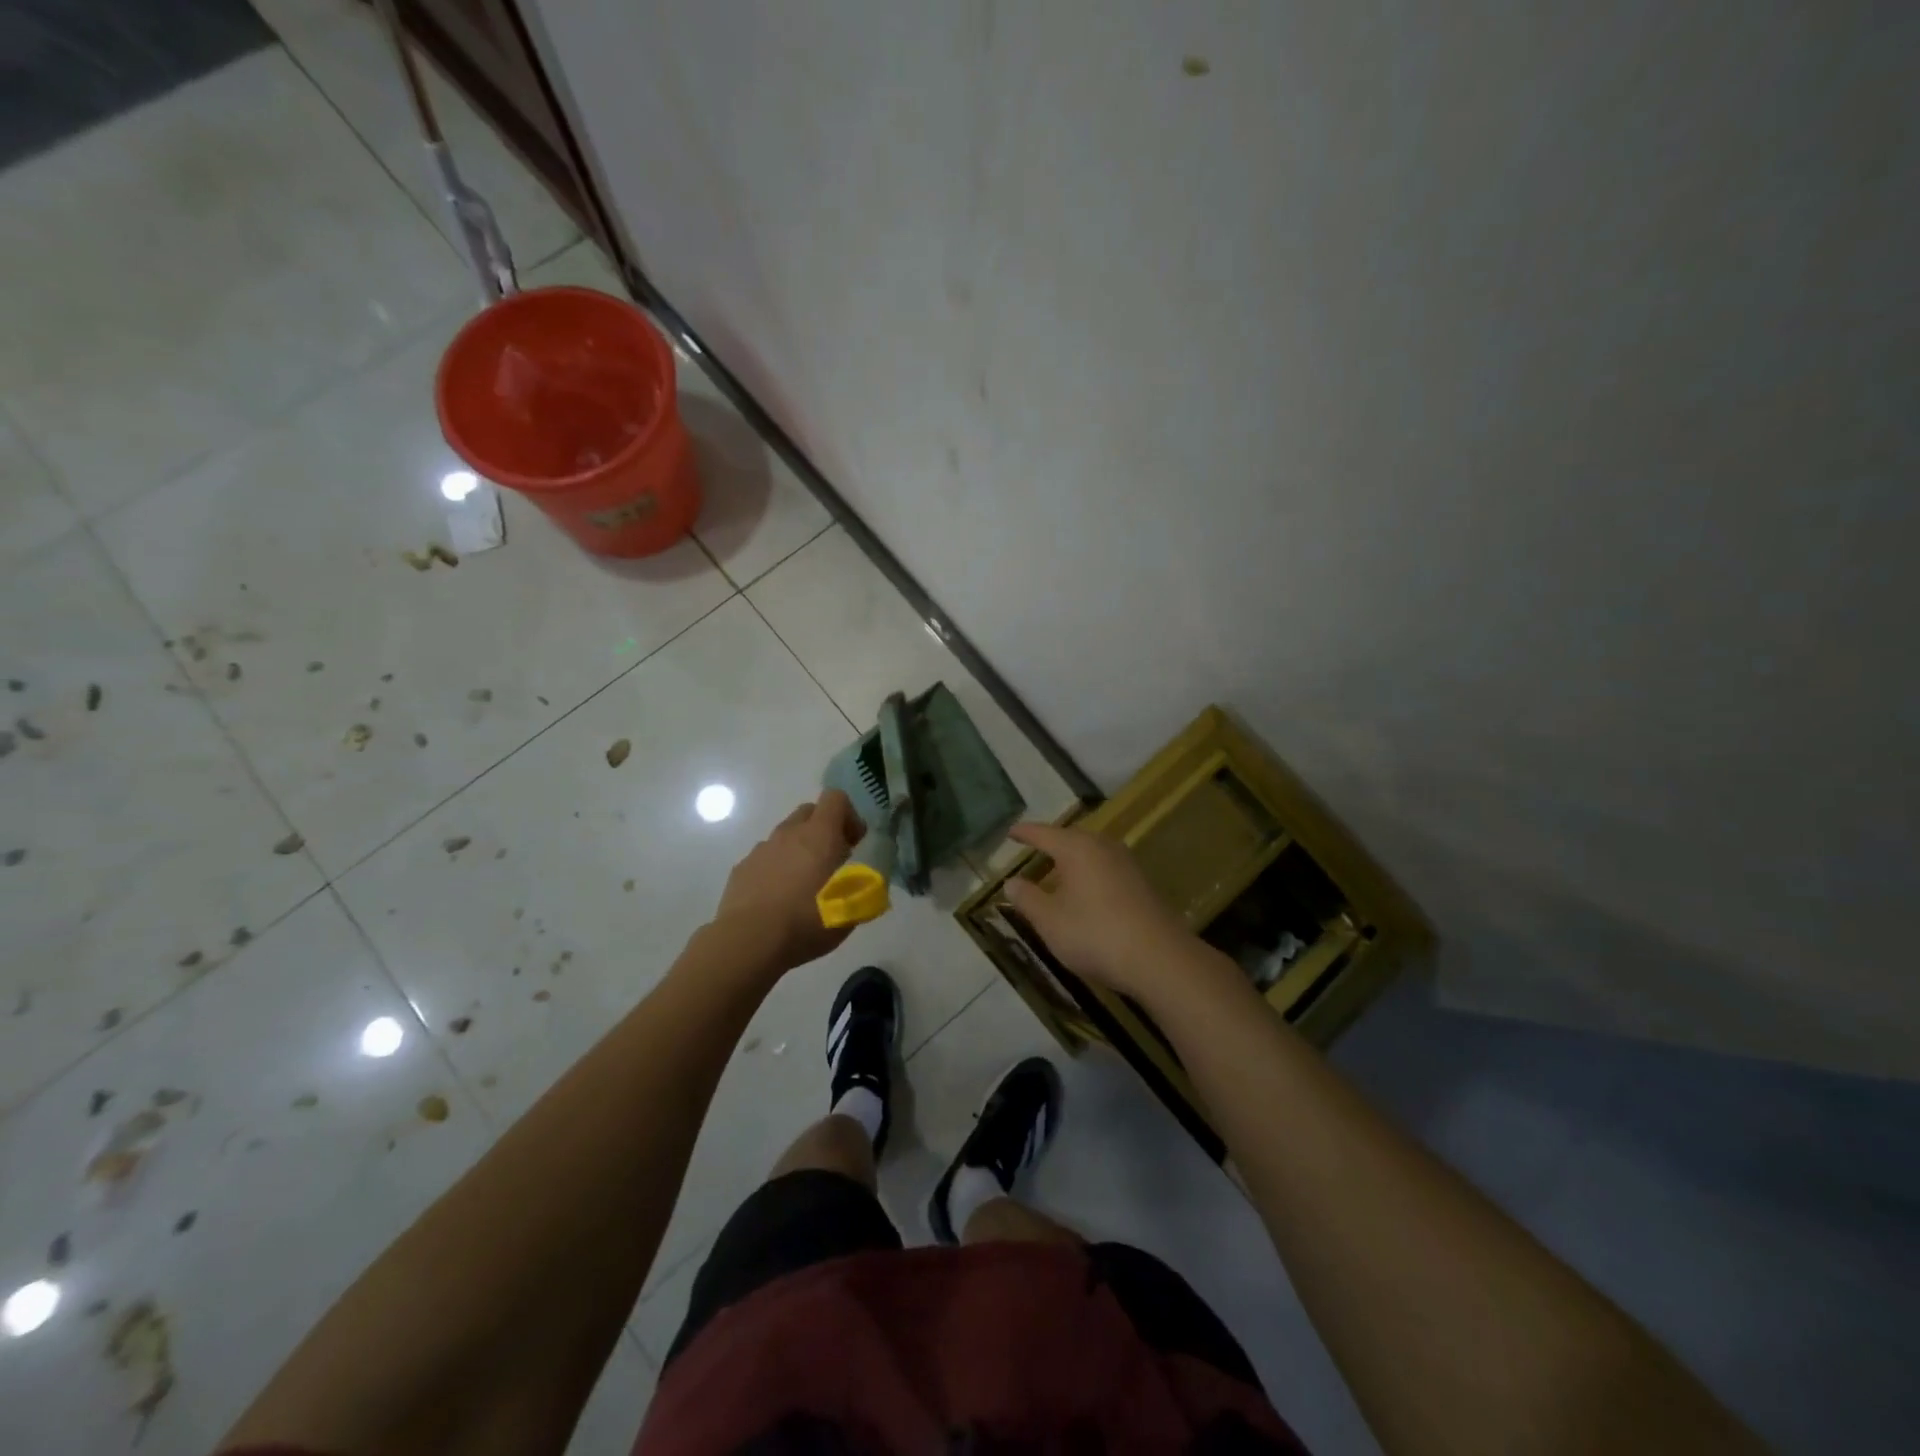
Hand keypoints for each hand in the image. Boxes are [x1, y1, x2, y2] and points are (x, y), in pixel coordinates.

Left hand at [712, 788, 866, 972]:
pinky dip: (775, 870)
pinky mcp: (741, 869)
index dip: (849, 816)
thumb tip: (865, 877)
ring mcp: (761, 849)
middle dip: (823, 830)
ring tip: (803, 887)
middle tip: (832, 862)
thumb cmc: (808, 921)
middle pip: (809, 812)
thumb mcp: (853, 909)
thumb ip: (863, 885)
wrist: (750, 942)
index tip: (854, 844)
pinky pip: (765, 859)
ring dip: (798, 851)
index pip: (836, 798)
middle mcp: (789, 833)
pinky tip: (777, 900)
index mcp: (819, 834)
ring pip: (785, 837)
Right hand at [1002, 822, 1195, 1004]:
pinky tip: (1085, 890)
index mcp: (1077, 848)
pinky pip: (1106, 867)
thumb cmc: (1095, 934)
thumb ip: (1027, 899)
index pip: (1044, 833)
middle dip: (1051, 843)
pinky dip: (1089, 872)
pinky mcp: (1141, 883)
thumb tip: (1011, 882)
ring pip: (1092, 852)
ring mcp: (1127, 863)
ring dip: (1073, 858)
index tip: (1010, 832)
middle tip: (1033, 848)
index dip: (1025, 833)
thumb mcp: (1050, 921)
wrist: (1160, 959)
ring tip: (1057, 869)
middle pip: (1071, 837)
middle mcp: (1103, 847)